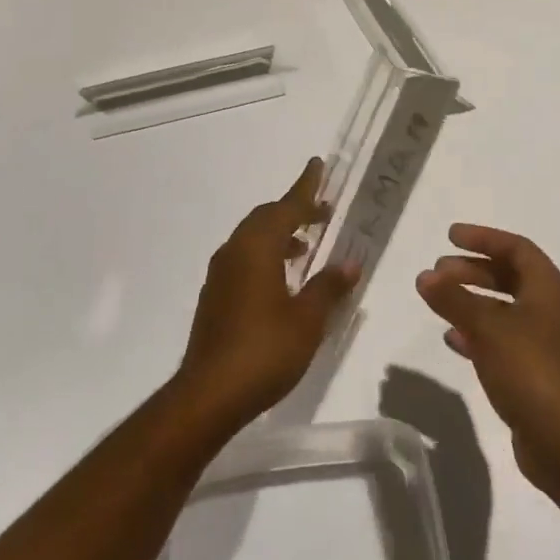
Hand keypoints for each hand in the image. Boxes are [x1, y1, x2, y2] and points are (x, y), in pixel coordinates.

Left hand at [177, 158, 357, 430]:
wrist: (209, 394)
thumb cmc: (265, 350)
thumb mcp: (308, 319)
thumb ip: (329, 286)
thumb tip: (350, 263)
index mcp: (257, 247)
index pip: (287, 207)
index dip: (306, 187)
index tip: (318, 165)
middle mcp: (235, 251)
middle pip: (267, 218)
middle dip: (295, 210)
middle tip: (323, 212)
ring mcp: (220, 274)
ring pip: (253, 238)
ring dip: (280, 234)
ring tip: (306, 246)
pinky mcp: (215, 296)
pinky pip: (244, 258)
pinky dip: (266, 255)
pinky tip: (282, 279)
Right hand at [416, 226, 559, 492]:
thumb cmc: (528, 369)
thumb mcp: (486, 327)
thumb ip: (453, 298)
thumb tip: (425, 275)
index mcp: (548, 288)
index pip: (515, 247)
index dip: (483, 238)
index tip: (450, 237)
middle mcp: (548, 308)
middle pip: (509, 275)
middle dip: (472, 269)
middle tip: (439, 270)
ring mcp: (542, 341)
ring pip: (502, 307)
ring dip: (471, 299)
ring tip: (438, 299)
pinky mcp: (533, 371)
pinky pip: (500, 338)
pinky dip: (475, 331)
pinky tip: (451, 338)